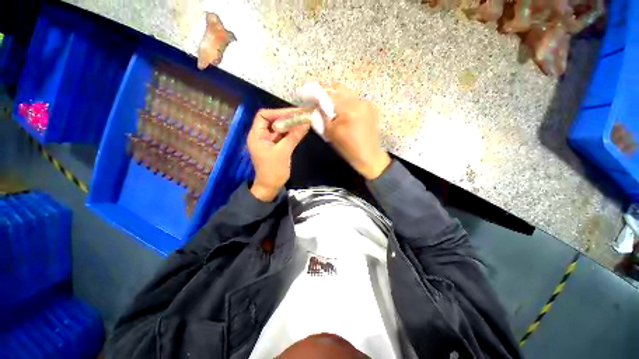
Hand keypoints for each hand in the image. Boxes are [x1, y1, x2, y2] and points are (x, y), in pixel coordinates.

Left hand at [247, 108, 309, 201]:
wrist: (270, 187)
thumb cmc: (273, 171)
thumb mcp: (283, 152)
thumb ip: (294, 136)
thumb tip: (306, 122)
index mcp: (257, 135)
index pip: (263, 115)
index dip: (277, 112)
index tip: (293, 113)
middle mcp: (261, 135)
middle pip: (273, 120)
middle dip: (287, 117)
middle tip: (302, 115)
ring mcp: (269, 141)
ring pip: (279, 128)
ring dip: (291, 124)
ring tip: (304, 120)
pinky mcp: (276, 146)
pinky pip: (283, 136)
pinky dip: (291, 132)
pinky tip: (301, 130)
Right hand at [322, 83, 390, 179]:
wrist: (369, 156)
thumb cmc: (348, 148)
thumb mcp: (330, 133)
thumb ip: (322, 116)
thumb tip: (316, 105)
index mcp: (349, 109)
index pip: (329, 94)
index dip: (318, 95)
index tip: (311, 98)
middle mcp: (359, 102)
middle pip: (339, 89)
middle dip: (329, 94)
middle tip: (323, 103)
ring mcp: (367, 104)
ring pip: (348, 94)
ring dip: (339, 99)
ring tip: (336, 111)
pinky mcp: (372, 108)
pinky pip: (356, 101)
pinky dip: (348, 104)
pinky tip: (347, 116)